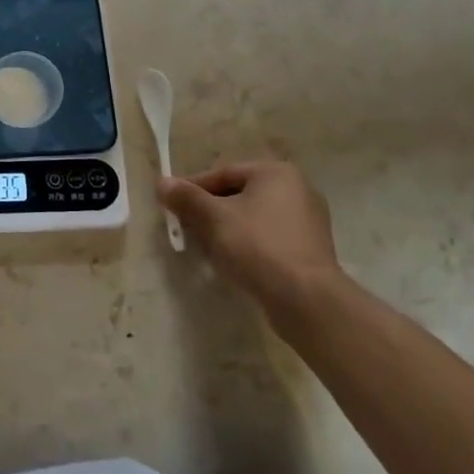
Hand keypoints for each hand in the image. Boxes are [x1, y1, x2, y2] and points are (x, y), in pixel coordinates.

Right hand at [158, 157, 342, 323]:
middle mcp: (297, 189)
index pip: (223, 174)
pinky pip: (270, 237)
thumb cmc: (258, 247)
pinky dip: (249, 244)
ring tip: (206, 247)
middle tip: (187, 227)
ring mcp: (308, 221)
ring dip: (228, 229)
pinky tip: (234, 262)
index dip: (193, 188)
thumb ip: (187, 198)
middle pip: (239, 194)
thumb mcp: (214, 219)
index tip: (171, 204)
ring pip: (254, 217)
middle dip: (210, 210)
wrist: (307, 300)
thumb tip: (162, 182)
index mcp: (276, 172)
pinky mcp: (311, 250)